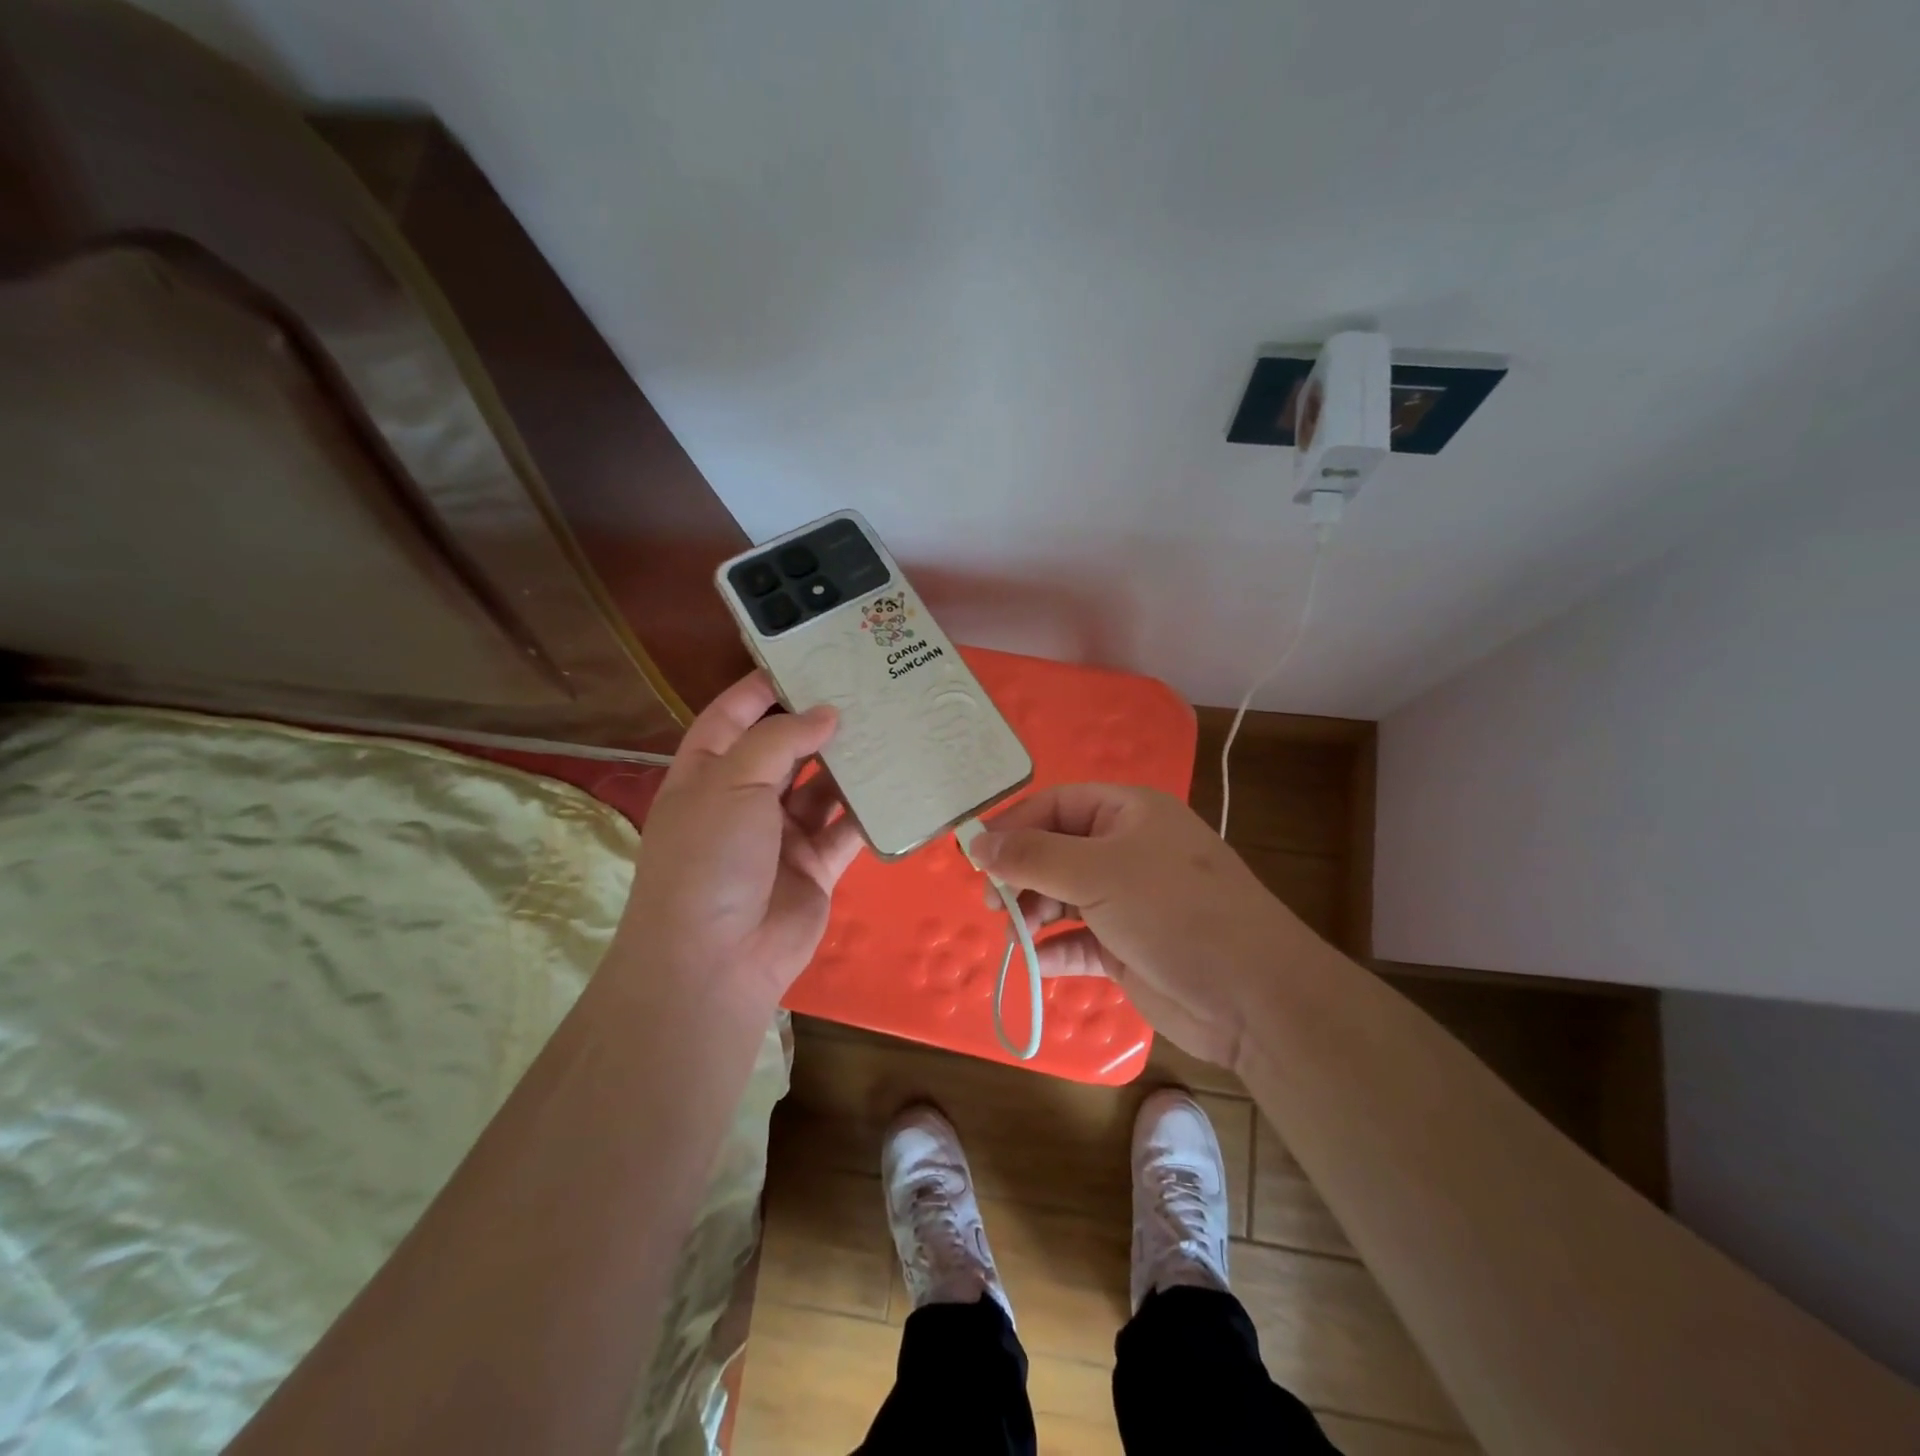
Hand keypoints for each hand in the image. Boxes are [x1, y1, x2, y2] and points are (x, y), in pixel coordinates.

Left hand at [614, 672, 863, 1011]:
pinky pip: (846, 829)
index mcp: (707, 773)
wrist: (715, 962)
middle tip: (866, 690)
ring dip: (850, 764)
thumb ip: (780, 741)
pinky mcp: (815, 865)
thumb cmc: (710, 859)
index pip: (733, 715)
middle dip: (819, 722)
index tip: (808, 660)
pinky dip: (869, 810)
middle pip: (785, 749)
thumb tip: (826, 714)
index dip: (765, 687)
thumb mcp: (731, 783)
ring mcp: (781, 834)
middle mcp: (743, 799)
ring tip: (891, 727)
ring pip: (822, 788)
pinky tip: (899, 783)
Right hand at [971, 784, 1306, 1066]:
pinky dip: (1056, 948)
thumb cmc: (1174, 911)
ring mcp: (1129, 900)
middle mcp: (1127, 850)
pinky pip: (1079, 940)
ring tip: (1013, 934)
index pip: (1056, 805)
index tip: (975, 858)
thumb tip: (976, 844)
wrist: (1253, 996)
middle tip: (991, 903)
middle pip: (1056, 851)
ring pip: (1064, 896)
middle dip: (1020, 874)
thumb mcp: (1098, 872)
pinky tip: (1037, 962)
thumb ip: (1032, 857)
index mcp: (1128, 813)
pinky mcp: (1129, 946)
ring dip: (1034, 913)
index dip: (1014, 826)